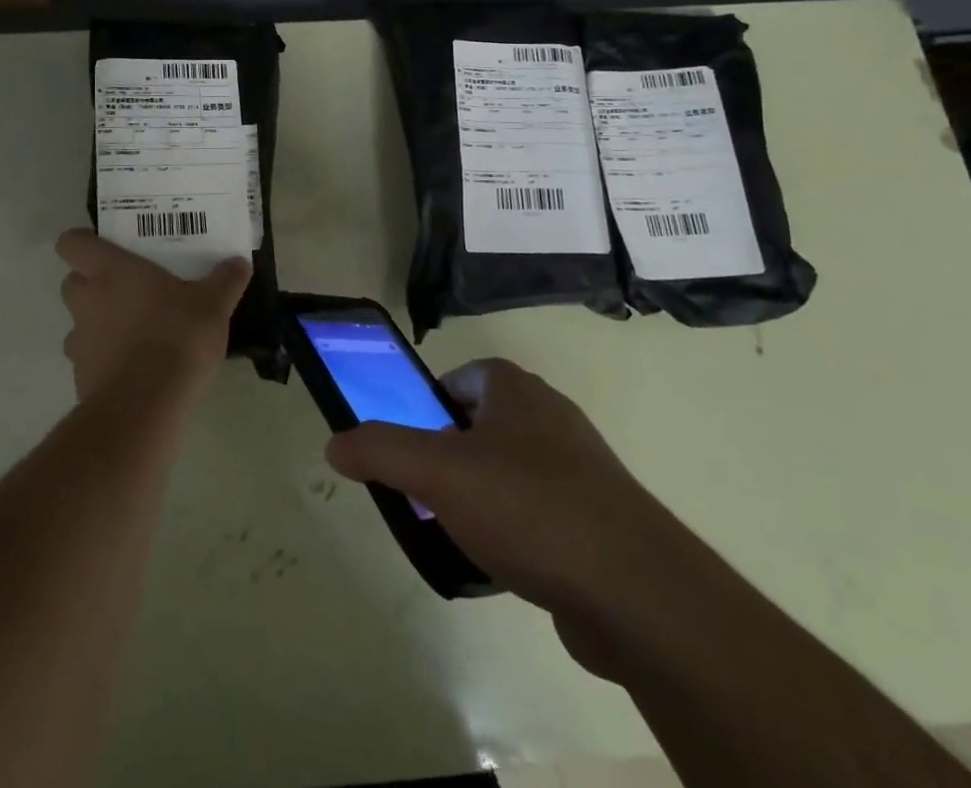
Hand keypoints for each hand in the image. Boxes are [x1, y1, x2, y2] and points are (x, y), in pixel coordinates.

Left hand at [55, 230, 250, 401]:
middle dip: (91, 283)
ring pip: (78, 323)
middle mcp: (88, 301)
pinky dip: (105, 359)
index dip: (83, 242)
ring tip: (133, 330)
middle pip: (71, 282)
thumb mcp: (214, 304)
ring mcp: (80, 341)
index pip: (71, 243)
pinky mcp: (82, 377)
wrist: (147, 405)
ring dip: (97, 323)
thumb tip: (239, 262)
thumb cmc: (177, 336)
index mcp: (111, 271)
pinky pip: (89, 359)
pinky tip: (135, 367)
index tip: (106, 247)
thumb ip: (226, 280)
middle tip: (127, 287)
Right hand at [325, 358, 679, 674]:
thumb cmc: (528, 507)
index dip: (427, 410)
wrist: (635, 590)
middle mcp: (549, 415)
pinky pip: (538, 513)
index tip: (412, 454)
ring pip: (507, 472)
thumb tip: (335, 442)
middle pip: (479, 426)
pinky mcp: (597, 517)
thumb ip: (381, 450)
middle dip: (449, 460)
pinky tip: (502, 568)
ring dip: (479, 499)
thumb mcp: (437, 473)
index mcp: (514, 389)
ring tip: (459, 536)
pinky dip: (515, 533)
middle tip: (426, 498)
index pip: (458, 380)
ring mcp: (578, 467)